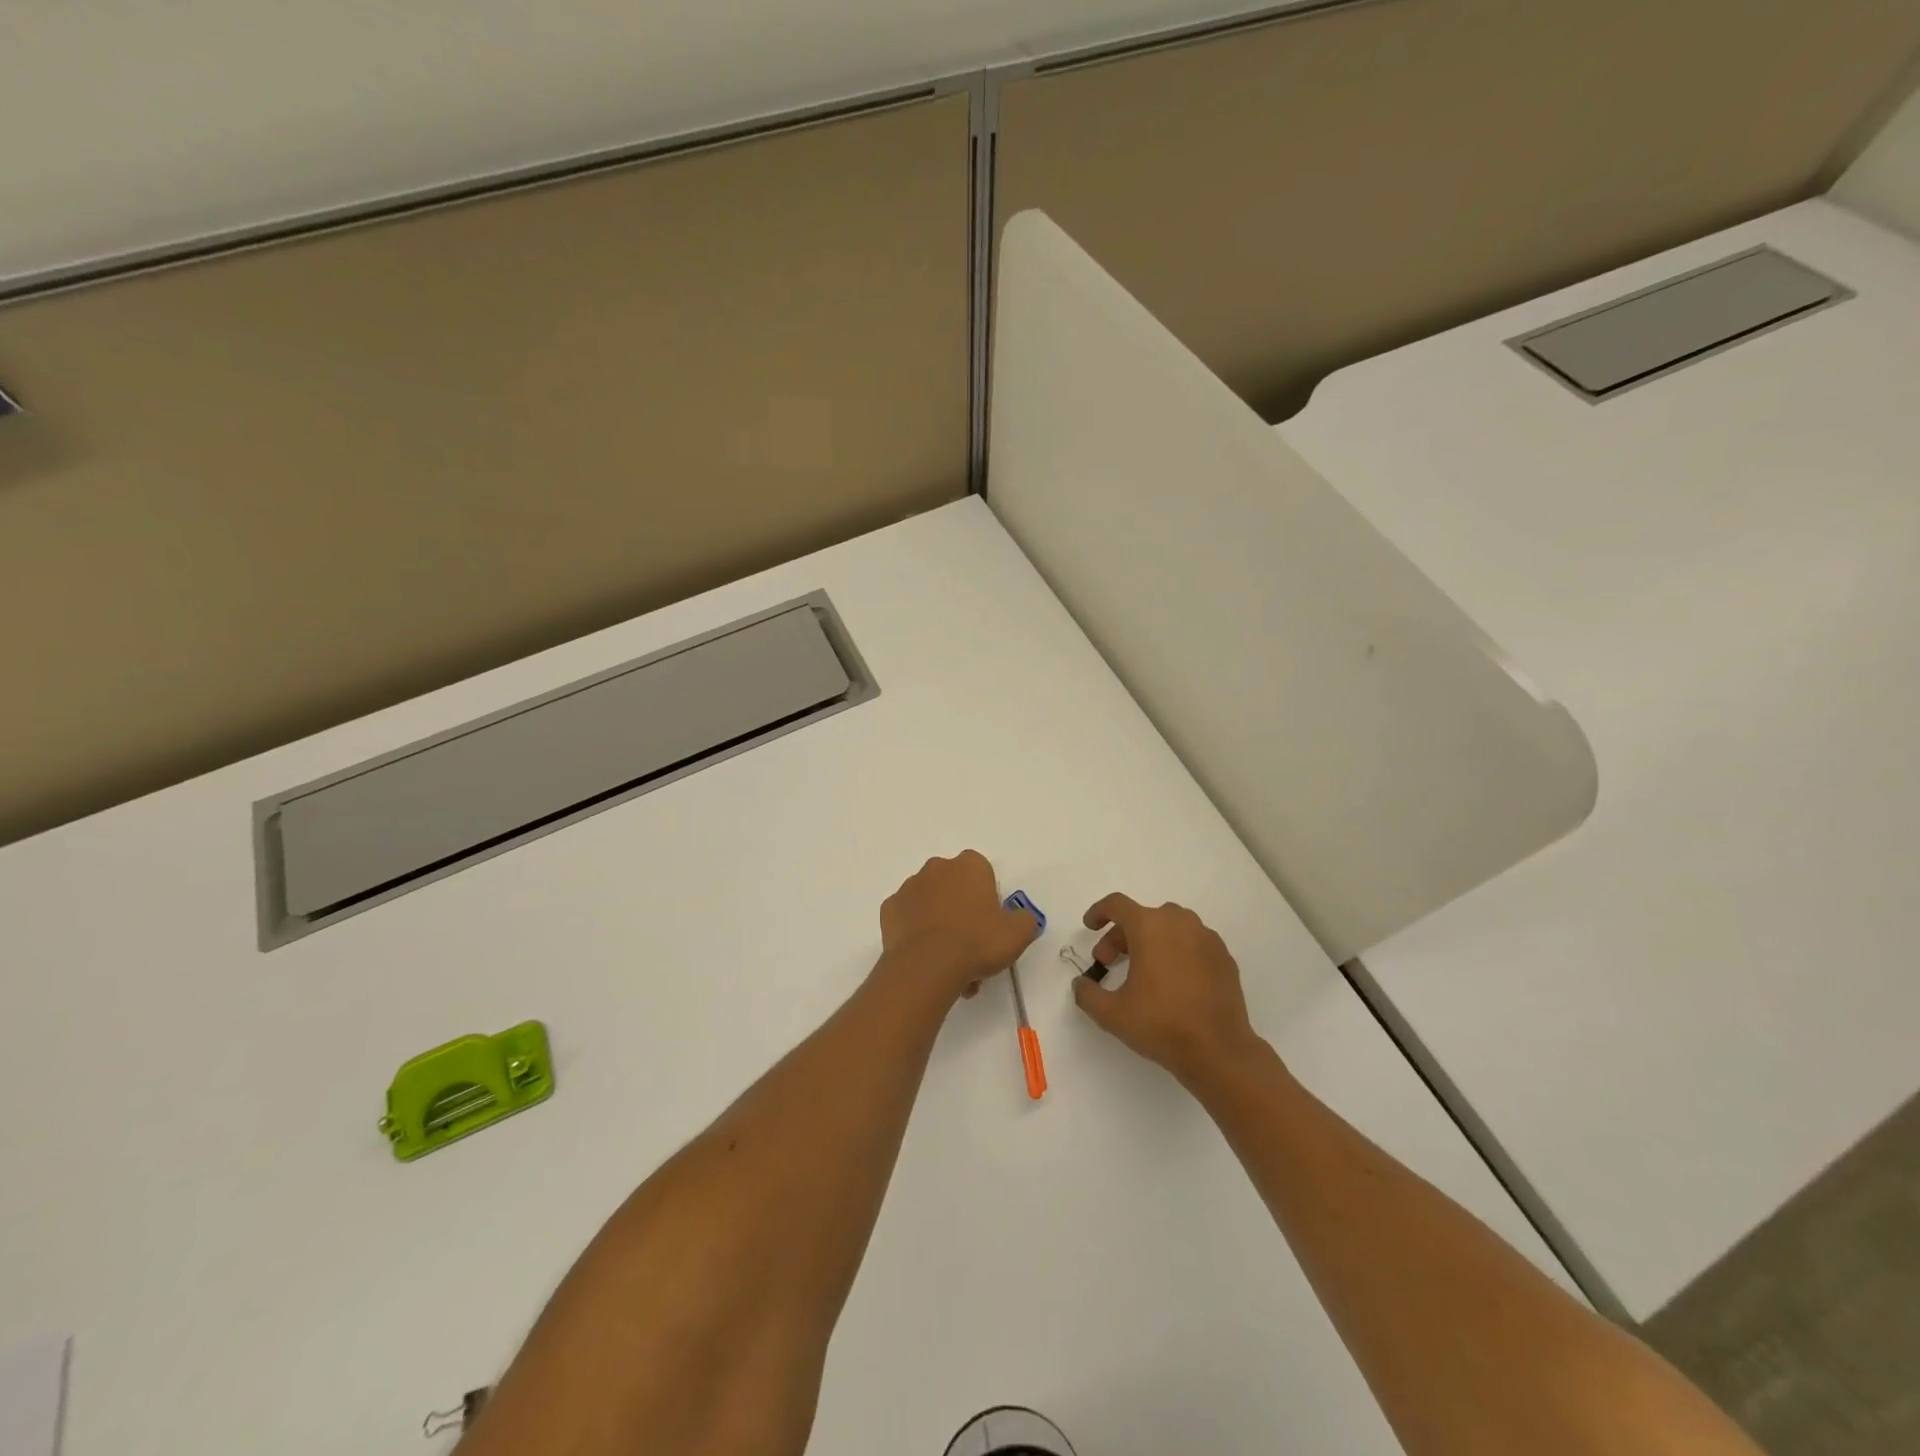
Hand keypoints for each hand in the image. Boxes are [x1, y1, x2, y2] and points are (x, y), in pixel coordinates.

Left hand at [880, 851, 1039, 1000]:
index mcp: (969, 865)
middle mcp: (937, 868)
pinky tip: (925, 956)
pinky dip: (916, 931)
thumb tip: (1021, 918)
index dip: (988, 898)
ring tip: (949, 961)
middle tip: (971, 945)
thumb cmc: (977, 942)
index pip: (982, 873)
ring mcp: (909, 887)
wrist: (928, 965)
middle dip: (962, 910)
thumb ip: (1024, 920)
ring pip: (930, 902)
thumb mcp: (1018, 934)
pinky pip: (908, 918)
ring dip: (940, 922)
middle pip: (954, 886)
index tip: (990, 924)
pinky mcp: (889, 908)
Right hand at [1072, 893, 1263, 1084]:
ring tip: (1141, 971)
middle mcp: (1179, 922)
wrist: (1219, 1050)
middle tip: (1109, 963)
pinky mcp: (1223, 957)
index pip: (1117, 905)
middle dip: (1120, 936)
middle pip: (1142, 917)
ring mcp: (1206, 938)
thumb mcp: (1112, 1013)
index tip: (1090, 927)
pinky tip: (1172, 981)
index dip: (1099, 912)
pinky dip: (1176, 952)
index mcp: (1150, 927)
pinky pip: (1192, 943)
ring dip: (1149, 941)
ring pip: (1169, 927)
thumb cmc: (1161, 1024)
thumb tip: (1081, 984)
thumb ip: (1087, 994)